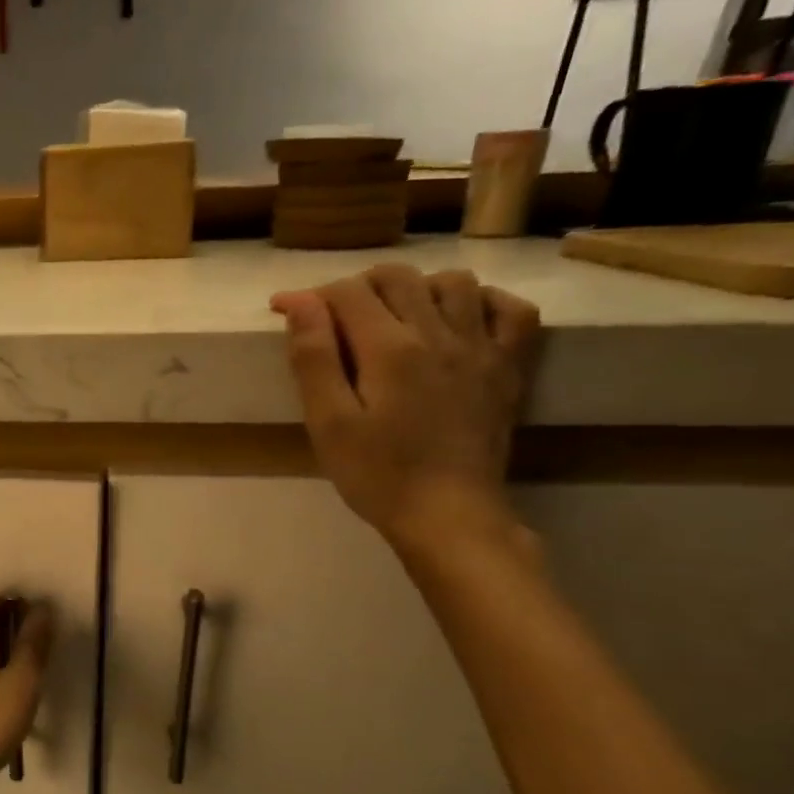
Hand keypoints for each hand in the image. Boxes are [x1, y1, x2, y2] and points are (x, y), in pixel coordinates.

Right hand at [271, 265, 539, 560]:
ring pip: (453, 282)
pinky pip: (511, 310)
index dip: (309, 296)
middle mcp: (440, 333)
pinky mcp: (508, 367)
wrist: (448, 516)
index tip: (283, 310)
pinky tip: (458, 320)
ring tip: (392, 317)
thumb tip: (301, 302)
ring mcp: (482, 347)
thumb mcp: (328, 422)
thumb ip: (314, 358)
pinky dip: (482, 302)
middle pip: (397, 278)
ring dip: (415, 288)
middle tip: (332, 317)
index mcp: (390, 348)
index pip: (347, 294)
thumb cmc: (377, 474)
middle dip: (356, 287)